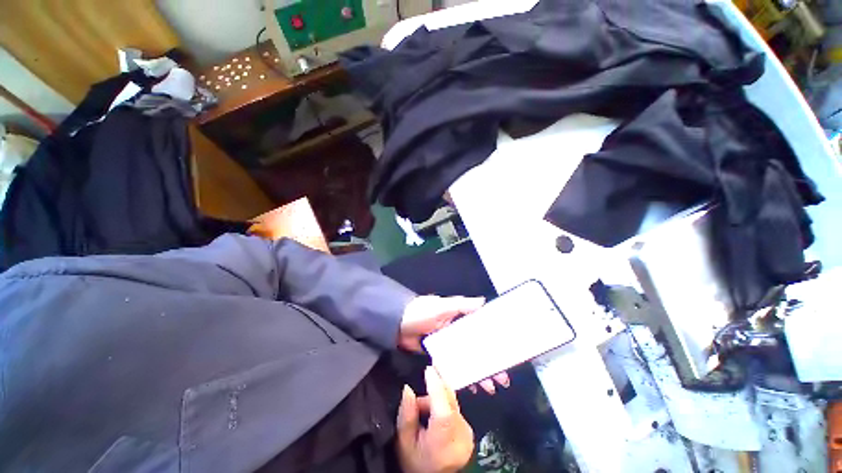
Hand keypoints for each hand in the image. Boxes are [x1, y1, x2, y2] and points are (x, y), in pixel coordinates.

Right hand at [396, 367, 473, 472]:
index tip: (429, 369)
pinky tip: (434, 415)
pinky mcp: (469, 430)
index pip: (444, 411)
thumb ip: (406, 414)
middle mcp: (460, 437)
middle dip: (434, 390)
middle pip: (449, 401)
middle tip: (423, 383)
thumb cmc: (415, 462)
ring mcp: (467, 433)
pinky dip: (444, 405)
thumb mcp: (404, 442)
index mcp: (443, 443)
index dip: (437, 387)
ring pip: (452, 401)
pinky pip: (456, 408)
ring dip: (438, 398)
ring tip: (423, 411)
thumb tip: (407, 388)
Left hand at [399, 295, 509, 394]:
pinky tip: (472, 387)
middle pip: (477, 347)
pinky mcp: (438, 356)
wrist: (396, 324)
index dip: (494, 340)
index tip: (506, 354)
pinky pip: (453, 366)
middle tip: (502, 379)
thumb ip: (461, 305)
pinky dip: (462, 375)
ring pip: (467, 359)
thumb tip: (484, 301)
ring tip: (490, 387)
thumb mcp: (441, 306)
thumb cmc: (421, 312)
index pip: (481, 329)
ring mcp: (447, 345)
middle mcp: (456, 332)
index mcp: (458, 318)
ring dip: (479, 371)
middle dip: (490, 362)